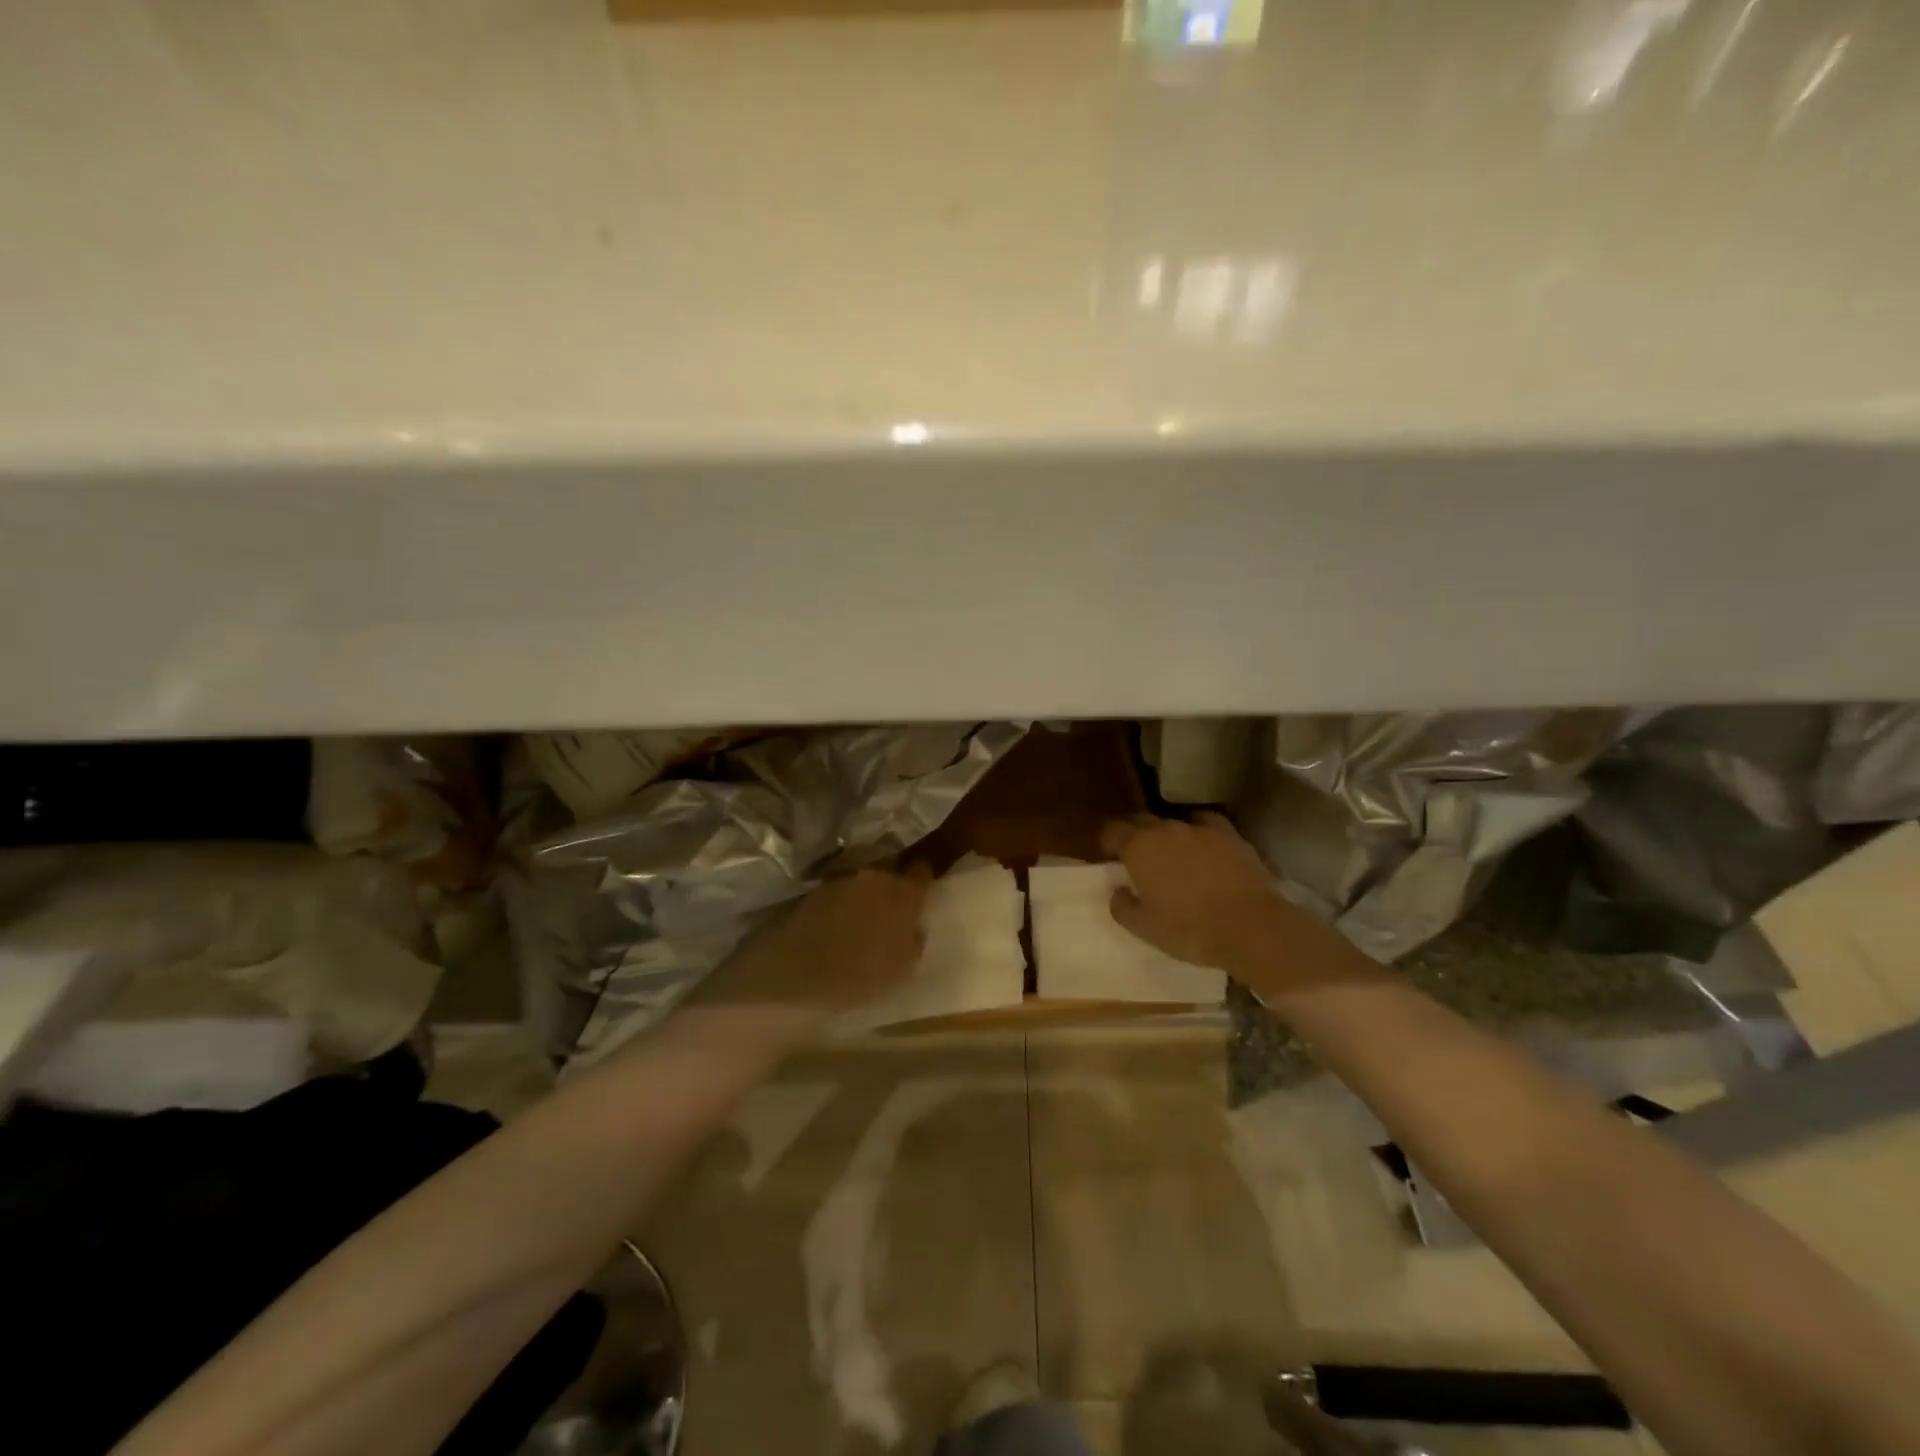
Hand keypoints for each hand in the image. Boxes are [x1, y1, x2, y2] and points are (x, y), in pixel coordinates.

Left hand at [699, 863, 932, 1021]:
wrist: (789, 978)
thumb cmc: (856, 980)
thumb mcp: (901, 970)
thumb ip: (914, 940)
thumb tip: (914, 925)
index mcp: (904, 894)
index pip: (922, 870)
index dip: (921, 878)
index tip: (920, 888)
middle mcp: (875, 875)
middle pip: (891, 864)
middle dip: (893, 875)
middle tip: (893, 896)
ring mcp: (841, 878)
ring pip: (863, 874)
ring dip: (866, 885)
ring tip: (864, 907)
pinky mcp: (813, 887)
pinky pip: (839, 884)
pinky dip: (843, 895)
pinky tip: (839, 914)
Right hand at [1100, 813, 1374, 1000]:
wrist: (1251, 927)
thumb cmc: (1189, 929)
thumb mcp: (1145, 928)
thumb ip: (1122, 906)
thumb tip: (1117, 891)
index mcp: (1138, 847)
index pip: (1112, 830)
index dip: (1108, 842)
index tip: (1110, 856)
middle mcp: (1165, 829)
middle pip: (1141, 821)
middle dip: (1135, 835)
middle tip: (1138, 858)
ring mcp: (1199, 828)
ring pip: (1174, 823)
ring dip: (1167, 836)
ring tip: (1173, 857)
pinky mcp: (1230, 834)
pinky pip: (1206, 824)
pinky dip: (1200, 832)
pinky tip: (1204, 847)